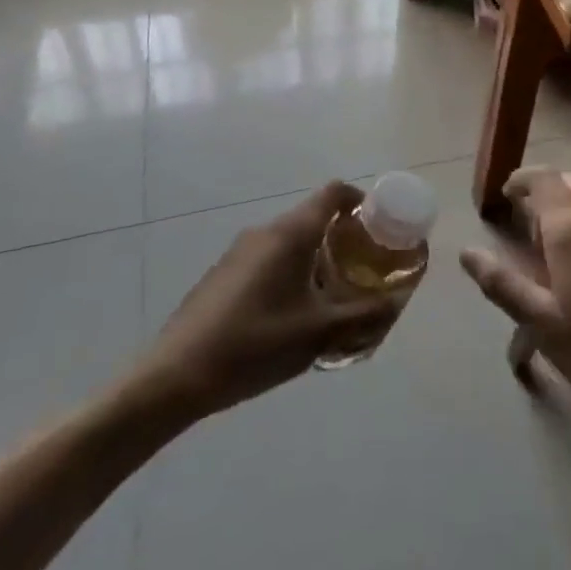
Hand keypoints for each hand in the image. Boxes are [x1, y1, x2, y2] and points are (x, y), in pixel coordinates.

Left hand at [116, 181, 401, 431]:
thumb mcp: (319, 333)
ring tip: (330, 299)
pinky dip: (289, 273)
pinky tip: (289, 318)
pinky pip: (268, 260)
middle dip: (342, 237)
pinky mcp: (222, 275)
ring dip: (315, 258)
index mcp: (291, 232)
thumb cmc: (254, 344)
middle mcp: (265, 231)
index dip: (361, 200)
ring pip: (290, 241)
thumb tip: (396, 303)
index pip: (334, 192)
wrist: (174, 377)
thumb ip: (364, 316)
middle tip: (362, 269)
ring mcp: (239, 251)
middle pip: (313, 216)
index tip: (378, 226)